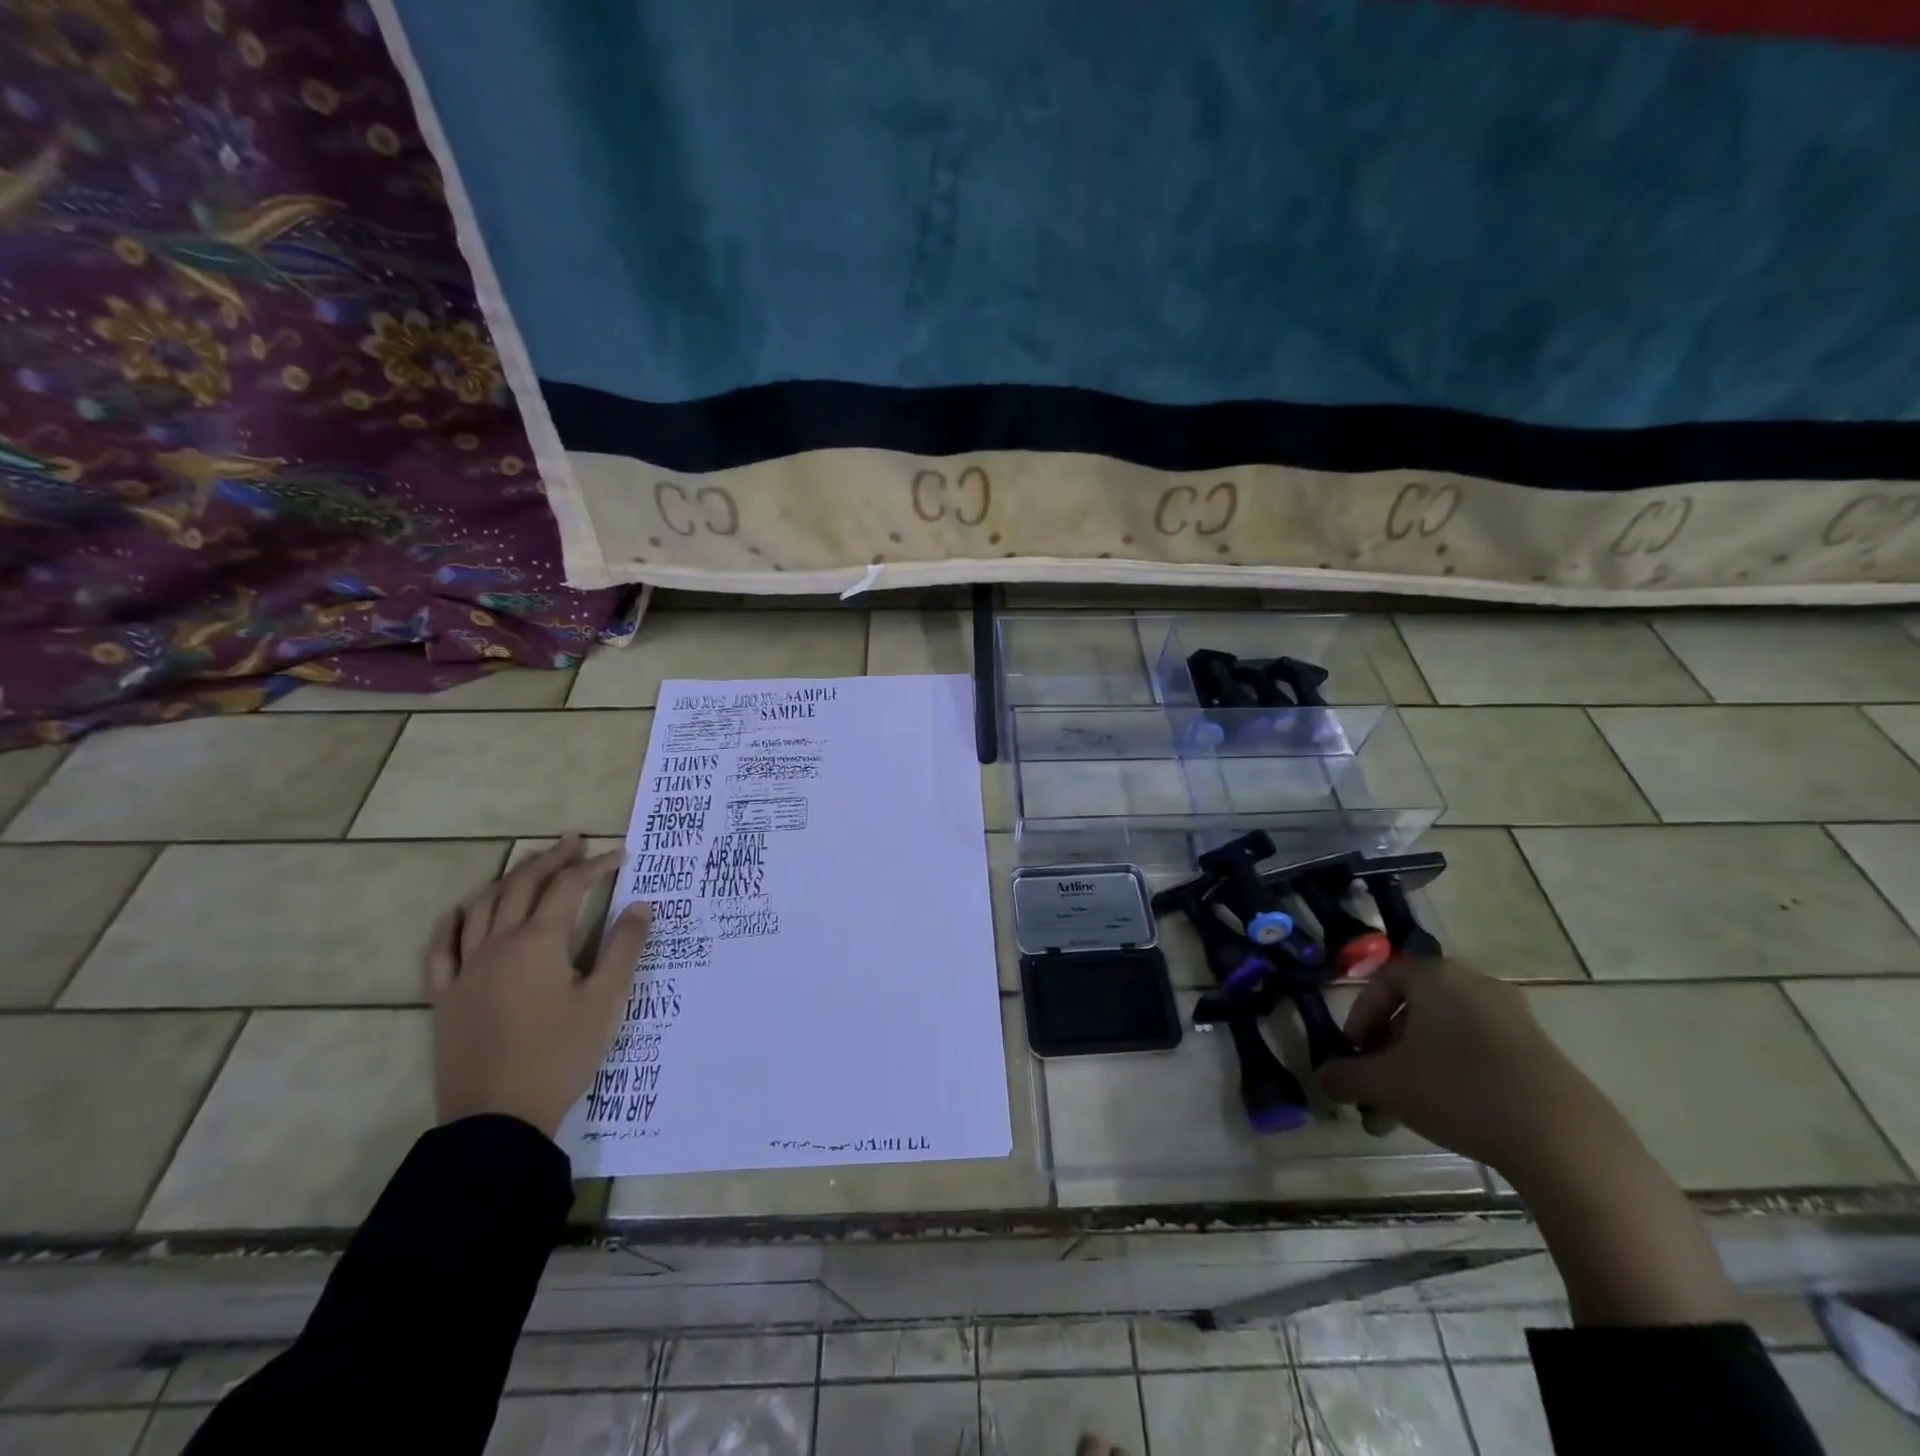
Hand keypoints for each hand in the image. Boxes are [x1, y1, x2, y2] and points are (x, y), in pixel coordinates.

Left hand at [425, 834, 652, 1138]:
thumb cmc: (560, 1055)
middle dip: (551, 860)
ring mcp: (466, 970)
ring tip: (529, 866)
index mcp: (539, 943)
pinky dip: (452, 923)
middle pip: (523, 886)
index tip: (620, 855)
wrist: (498, 1118)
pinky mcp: (446, 997)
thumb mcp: (606, 1001)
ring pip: (481, 907)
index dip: (596, 866)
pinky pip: (441, 949)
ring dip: (508, 880)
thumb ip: (624, 948)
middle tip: (575, 842)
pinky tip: (462, 912)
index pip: (569, 888)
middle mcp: (498, 944)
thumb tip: (641, 905)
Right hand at [1317, 957, 1619, 1176]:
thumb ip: (1346, 1076)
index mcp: (1435, 976)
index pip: (1382, 982)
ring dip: (1417, 1072)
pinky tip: (1449, 1118)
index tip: (1354, 1054)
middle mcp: (1473, 984)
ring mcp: (1514, 1018)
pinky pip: (1480, 1054)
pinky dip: (1455, 1078)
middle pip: (1414, 1013)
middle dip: (1387, 1054)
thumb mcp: (1385, 1085)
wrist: (1563, 1139)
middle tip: (1375, 1090)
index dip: (1359, 1018)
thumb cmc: (1458, 1090)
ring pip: (1445, 1038)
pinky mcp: (1541, 1053)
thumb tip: (1323, 1078)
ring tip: (1404, 1117)